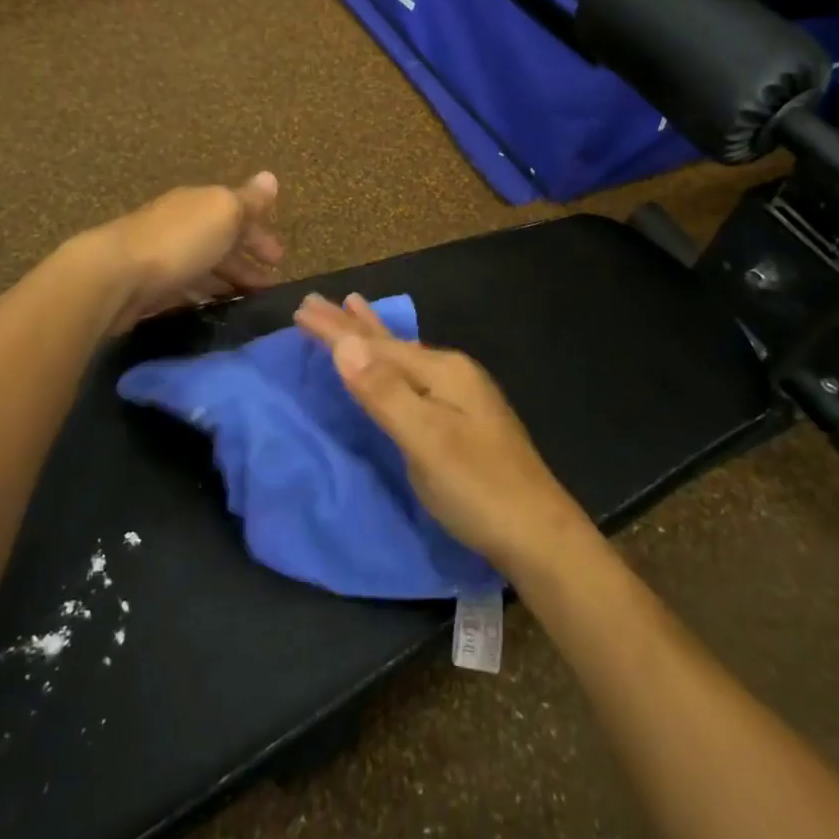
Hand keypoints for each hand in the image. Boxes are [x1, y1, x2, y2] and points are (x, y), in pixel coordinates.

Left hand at [85, 171, 283, 334]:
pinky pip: (186, 288)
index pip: (237, 213)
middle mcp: (181, 225)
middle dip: (247, 261)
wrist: (116, 276)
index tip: (280, 260)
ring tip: (248, 302)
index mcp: (200, 204)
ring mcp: (163, 256)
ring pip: (204, 267)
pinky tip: (215, 308)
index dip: (260, 234)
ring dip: (228, 280)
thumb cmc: (179, 241)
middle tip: (269, 287)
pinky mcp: (150, 287)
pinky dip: (205, 295)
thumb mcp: (223, 212)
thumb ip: (248, 200)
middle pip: (221, 241)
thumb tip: (271, 177)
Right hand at [293, 294, 590, 573]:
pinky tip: (395, 362)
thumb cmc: (478, 488)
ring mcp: (461, 395)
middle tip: (314, 302)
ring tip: (353, 308)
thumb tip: (344, 343)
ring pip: (403, 356)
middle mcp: (453, 373)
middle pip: (390, 343)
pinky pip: (412, 375)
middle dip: (351, 324)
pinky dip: (390, 362)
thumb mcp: (426, 440)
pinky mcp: (462, 418)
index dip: (336, 330)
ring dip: (372, 337)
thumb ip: (384, 392)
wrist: (538, 535)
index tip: (299, 309)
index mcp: (442, 371)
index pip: (376, 345)